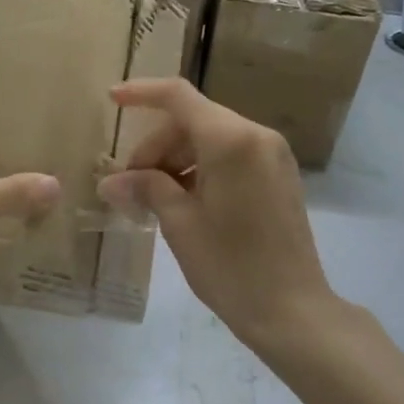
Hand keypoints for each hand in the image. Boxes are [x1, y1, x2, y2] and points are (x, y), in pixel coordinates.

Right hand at [97, 78, 335, 351]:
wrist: (292, 310)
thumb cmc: (230, 265)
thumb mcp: (179, 223)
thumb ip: (146, 188)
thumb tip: (111, 181)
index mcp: (231, 140)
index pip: (178, 97)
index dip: (141, 93)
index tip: (111, 99)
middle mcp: (256, 136)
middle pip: (193, 121)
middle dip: (156, 145)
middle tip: (131, 185)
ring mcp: (272, 156)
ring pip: (210, 139)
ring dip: (177, 158)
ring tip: (154, 198)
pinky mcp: (279, 176)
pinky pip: (231, 155)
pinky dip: (201, 168)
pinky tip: (184, 201)